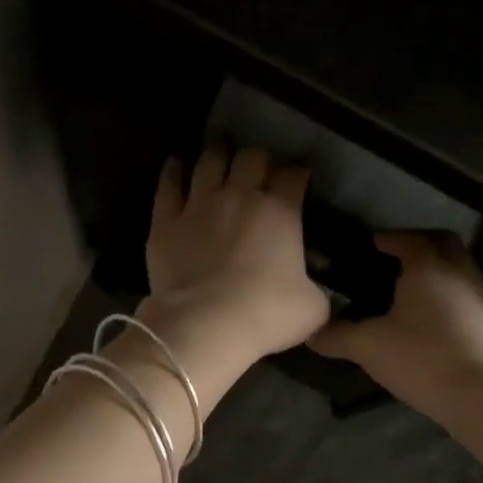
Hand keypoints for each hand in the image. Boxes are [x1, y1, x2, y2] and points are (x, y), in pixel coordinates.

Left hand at [141, 146, 331, 375]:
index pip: (293, 176)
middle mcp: (239, 196)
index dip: (297, 175)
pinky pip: (168, 185)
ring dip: (219, 156)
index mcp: (281, 211)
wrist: (206, 326)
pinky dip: (173, 172)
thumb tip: (314, 292)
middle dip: (259, 160)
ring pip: (210, 161)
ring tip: (222, 159)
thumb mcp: (312, 308)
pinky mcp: (166, 221)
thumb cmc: (266, 316)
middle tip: (259, 172)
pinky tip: (176, 165)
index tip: (298, 181)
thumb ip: (316, 290)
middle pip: (252, 157)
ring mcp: (199, 205)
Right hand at [311, 230, 482, 412]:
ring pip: (457, 269)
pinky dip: (446, 296)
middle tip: (394, 258)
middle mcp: (459, 271)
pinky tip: (429, 321)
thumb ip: (337, 336)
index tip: (371, 244)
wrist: (481, 394)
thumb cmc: (420, 357)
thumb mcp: (368, 347)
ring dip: (436, 271)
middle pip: (442, 244)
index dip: (388, 238)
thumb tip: (310, 332)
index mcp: (428, 265)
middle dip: (418, 244)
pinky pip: (465, 296)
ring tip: (409, 291)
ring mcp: (480, 297)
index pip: (408, 238)